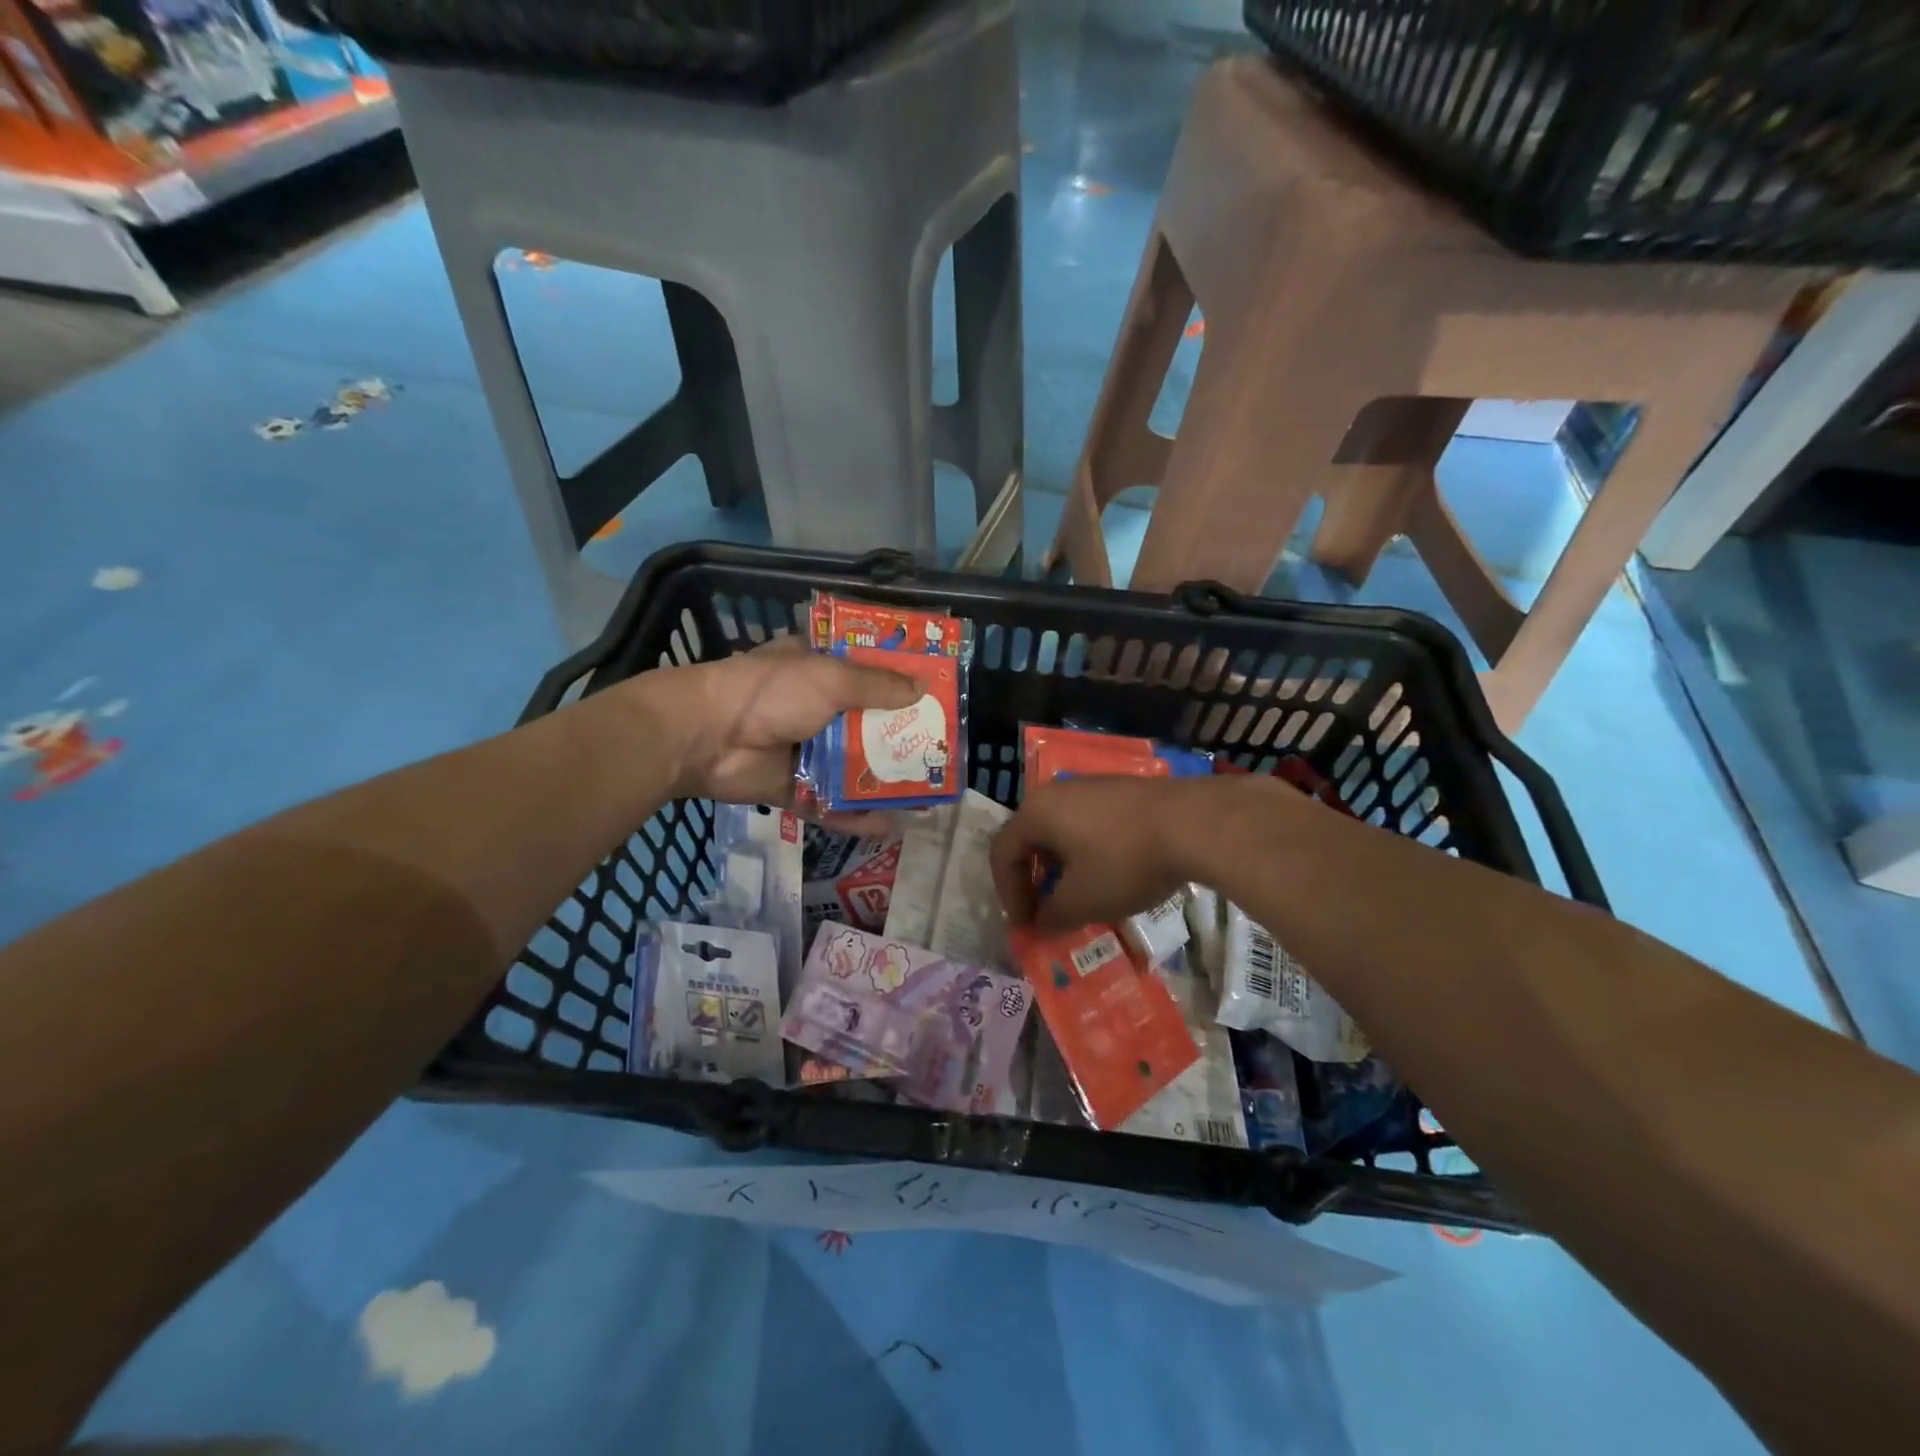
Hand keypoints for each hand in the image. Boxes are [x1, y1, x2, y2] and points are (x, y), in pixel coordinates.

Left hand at [635, 637, 919, 806]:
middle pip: (868, 723)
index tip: (937, 694)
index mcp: (820, 669)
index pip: (869, 671)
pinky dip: (855, 816)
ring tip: (926, 797)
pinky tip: (889, 827)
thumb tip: (922, 689)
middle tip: (941, 753)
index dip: (901, 681)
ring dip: (885, 781)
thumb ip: (877, 686)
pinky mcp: (793, 788)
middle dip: (902, 738)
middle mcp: (816, 707)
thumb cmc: (770, 693)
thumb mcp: (830, 679)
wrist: (705, 737)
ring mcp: (805, 750)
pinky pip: (830, 804)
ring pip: (853, 768)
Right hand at [990, 776, 1232, 932]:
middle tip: (1048, 913)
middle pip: (1030, 840)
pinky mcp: (1121, 791)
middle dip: (1035, 882)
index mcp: (1036, 813)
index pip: (1002, 854)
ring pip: (1062, 831)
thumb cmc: (1123, 862)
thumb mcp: (1082, 900)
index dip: (1008, 895)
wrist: (1192, 823)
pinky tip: (1112, 874)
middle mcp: (1056, 792)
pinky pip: (1089, 823)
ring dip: (1062, 869)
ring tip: (1081, 898)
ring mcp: (1091, 787)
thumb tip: (1039, 927)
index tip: (1027, 927)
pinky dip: (1088, 853)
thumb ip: (1052, 916)